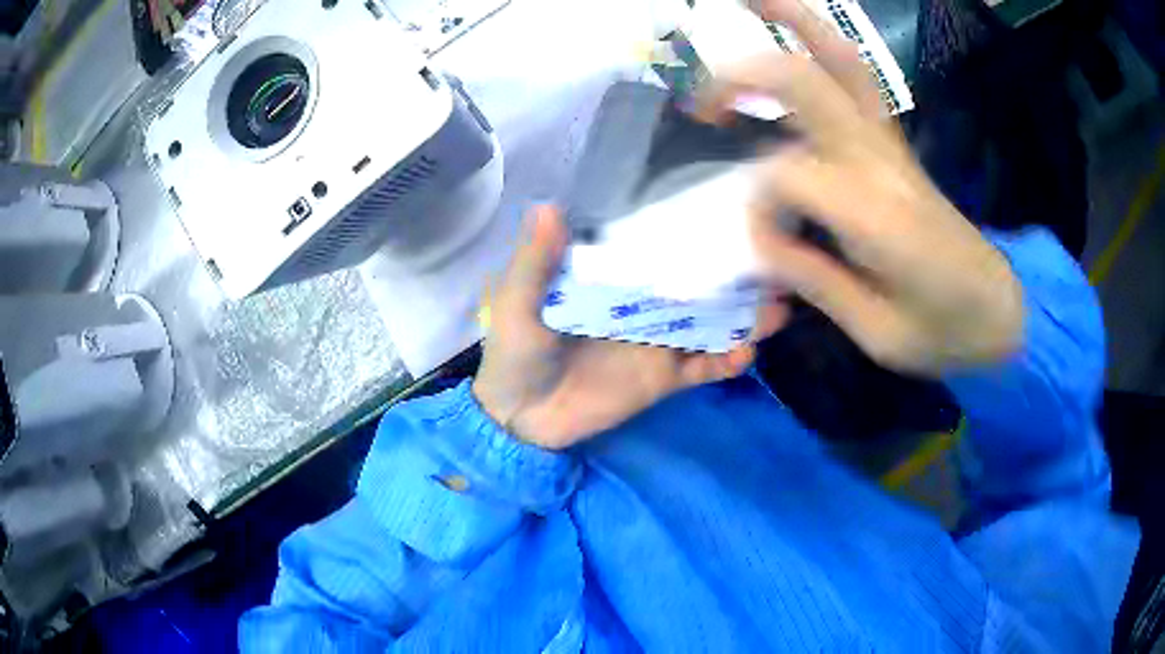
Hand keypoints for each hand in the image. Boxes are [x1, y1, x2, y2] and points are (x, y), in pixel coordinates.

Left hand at [472, 206, 780, 450]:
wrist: (520, 418)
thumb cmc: (513, 354)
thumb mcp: (516, 304)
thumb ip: (534, 262)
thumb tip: (549, 206)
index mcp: (609, 278)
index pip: (653, 247)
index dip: (685, 231)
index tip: (723, 210)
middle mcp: (641, 303)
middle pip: (693, 282)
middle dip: (730, 271)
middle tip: (770, 258)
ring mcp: (657, 341)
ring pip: (708, 322)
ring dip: (742, 315)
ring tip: (777, 305)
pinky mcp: (663, 379)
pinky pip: (701, 368)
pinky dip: (725, 362)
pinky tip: (745, 354)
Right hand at [702, 0, 1022, 375]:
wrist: (996, 309)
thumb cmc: (943, 330)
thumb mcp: (878, 334)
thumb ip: (816, 282)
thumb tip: (759, 241)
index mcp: (878, 215)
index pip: (785, 178)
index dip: (759, 211)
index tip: (768, 251)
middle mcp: (880, 161)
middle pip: (803, 85)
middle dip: (741, 80)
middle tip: (702, 106)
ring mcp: (889, 142)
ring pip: (839, 59)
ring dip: (792, 20)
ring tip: (746, 0)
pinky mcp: (893, 140)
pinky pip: (856, 75)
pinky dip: (820, 40)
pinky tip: (791, 28)